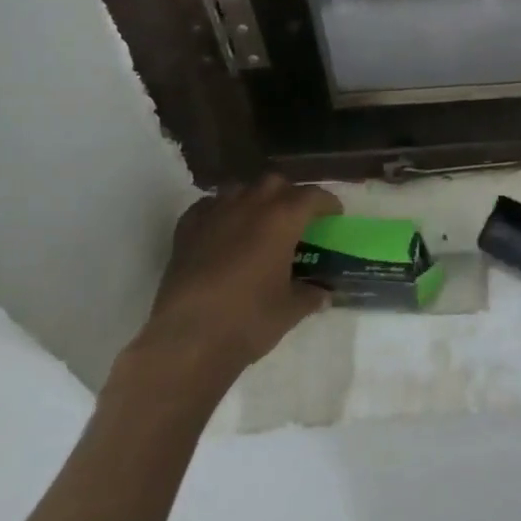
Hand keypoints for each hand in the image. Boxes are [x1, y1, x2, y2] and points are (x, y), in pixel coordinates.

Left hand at [125, 176, 340, 392]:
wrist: (188, 338)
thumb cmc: (248, 320)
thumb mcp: (290, 310)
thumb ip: (310, 295)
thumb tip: (322, 293)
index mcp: (282, 219)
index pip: (312, 196)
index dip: (326, 203)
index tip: (333, 215)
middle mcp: (249, 205)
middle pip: (275, 183)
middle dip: (290, 195)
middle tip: (297, 217)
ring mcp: (214, 213)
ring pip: (240, 189)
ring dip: (255, 199)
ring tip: (260, 221)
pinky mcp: (187, 229)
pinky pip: (209, 206)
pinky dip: (222, 211)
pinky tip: (223, 229)